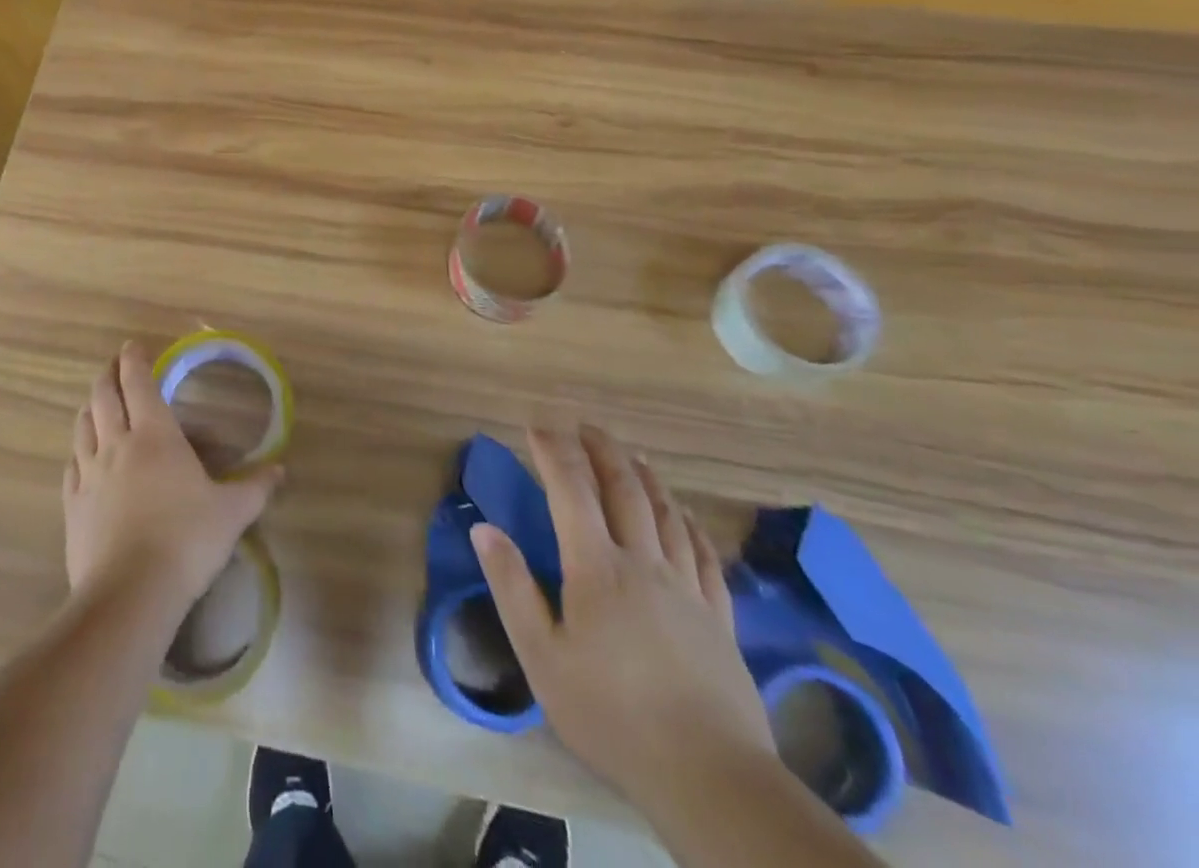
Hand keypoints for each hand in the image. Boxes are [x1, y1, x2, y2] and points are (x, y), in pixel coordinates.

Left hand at [63, 342, 282, 622]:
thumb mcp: (231, 514)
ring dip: (90, 407)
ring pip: (83, 426)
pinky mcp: (72, 505)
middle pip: (103, 396)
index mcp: (155, 436)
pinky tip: (81, 456)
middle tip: (115, 367)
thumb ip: (255, 488)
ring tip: (97, 403)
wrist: (130, 594)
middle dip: (108, 375)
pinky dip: (78, 450)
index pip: (139, 383)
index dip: (134, 360)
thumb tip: (281, 470)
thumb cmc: (186, 541)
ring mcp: (89, 474)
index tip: (133, 346)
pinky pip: (71, 465)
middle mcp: (117, 445)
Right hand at [472, 425, 776, 818]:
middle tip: (584, 426)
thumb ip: (512, 587)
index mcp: (597, 568)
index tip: (536, 425)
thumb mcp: (542, 657)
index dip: (553, 451)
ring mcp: (687, 587)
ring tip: (631, 454)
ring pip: (665, 513)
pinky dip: (688, 522)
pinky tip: (683, 513)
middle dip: (602, 450)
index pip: (571, 490)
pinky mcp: (719, 617)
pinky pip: (703, 552)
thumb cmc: (611, 714)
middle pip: (624, 489)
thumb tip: (484, 527)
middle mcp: (643, 562)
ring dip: (644, 475)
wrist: (710, 777)